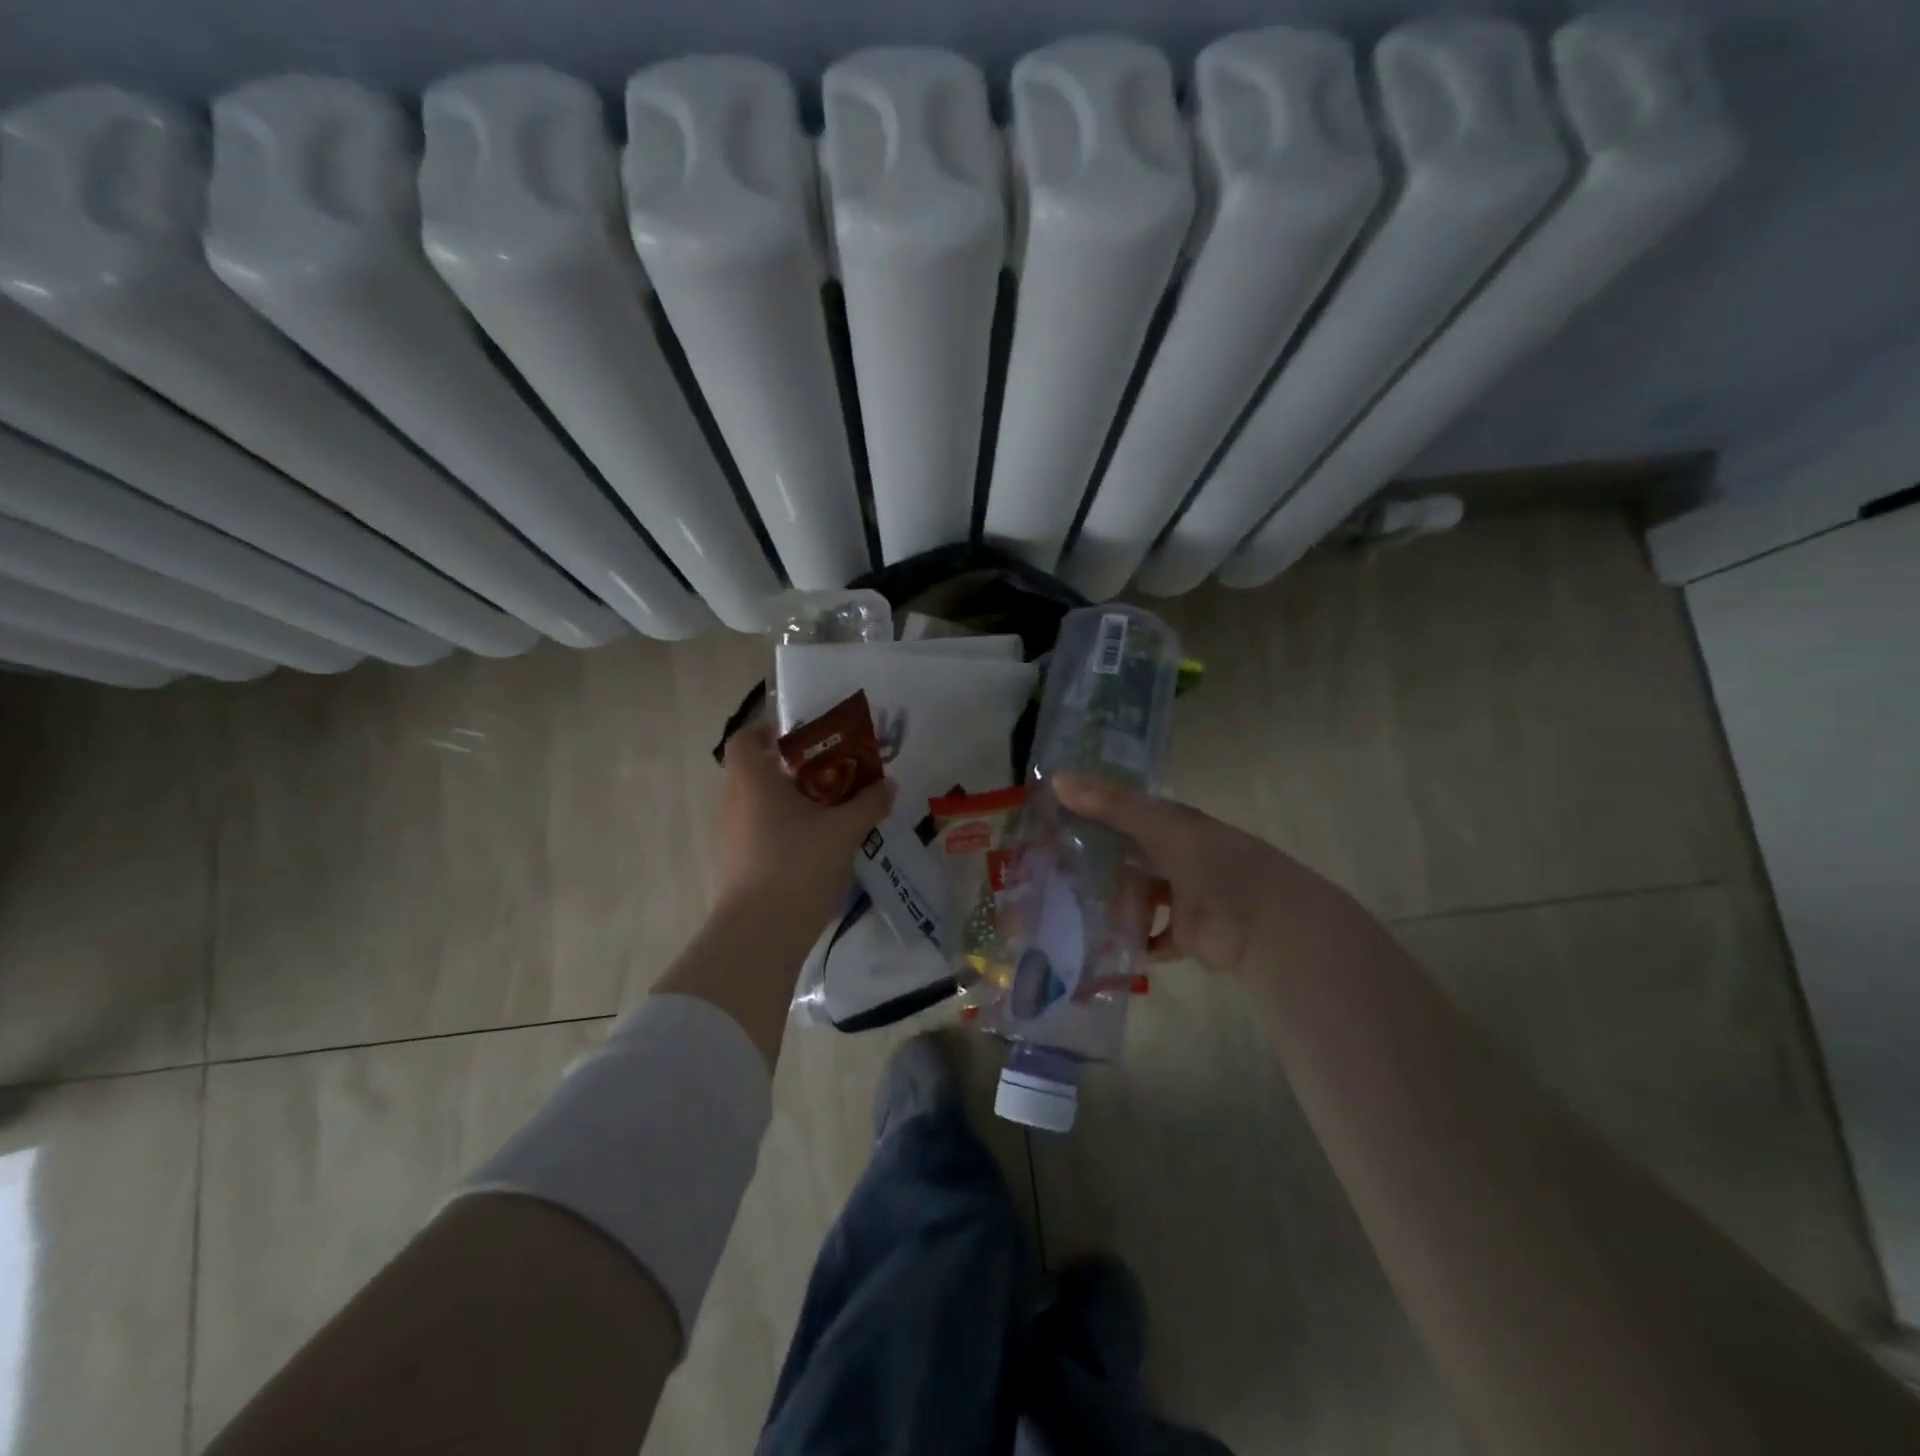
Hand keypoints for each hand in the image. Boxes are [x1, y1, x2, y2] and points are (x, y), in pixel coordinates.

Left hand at [714, 720, 895, 930]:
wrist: (760, 934)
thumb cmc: (798, 865)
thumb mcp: (844, 830)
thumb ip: (868, 802)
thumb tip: (888, 784)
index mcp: (753, 780)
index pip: (747, 737)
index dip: (771, 730)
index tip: (804, 736)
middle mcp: (734, 802)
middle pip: (758, 770)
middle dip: (795, 768)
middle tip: (834, 772)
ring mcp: (732, 836)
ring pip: (761, 804)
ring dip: (792, 800)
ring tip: (833, 808)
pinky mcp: (738, 864)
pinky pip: (762, 831)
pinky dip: (786, 828)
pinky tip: (819, 844)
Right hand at [1054, 772, 1361, 976]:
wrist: (1268, 926)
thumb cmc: (1215, 864)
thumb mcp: (1160, 825)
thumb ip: (1111, 804)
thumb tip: (1056, 778)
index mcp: (1173, 824)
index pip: (1123, 811)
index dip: (1089, 811)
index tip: (1048, 817)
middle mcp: (1175, 855)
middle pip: (1126, 855)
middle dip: (1092, 860)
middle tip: (1045, 867)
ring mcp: (1180, 895)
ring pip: (1135, 895)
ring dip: (1108, 901)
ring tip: (1064, 906)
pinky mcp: (1183, 933)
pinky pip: (1149, 936)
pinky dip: (1130, 939)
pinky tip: (1099, 941)